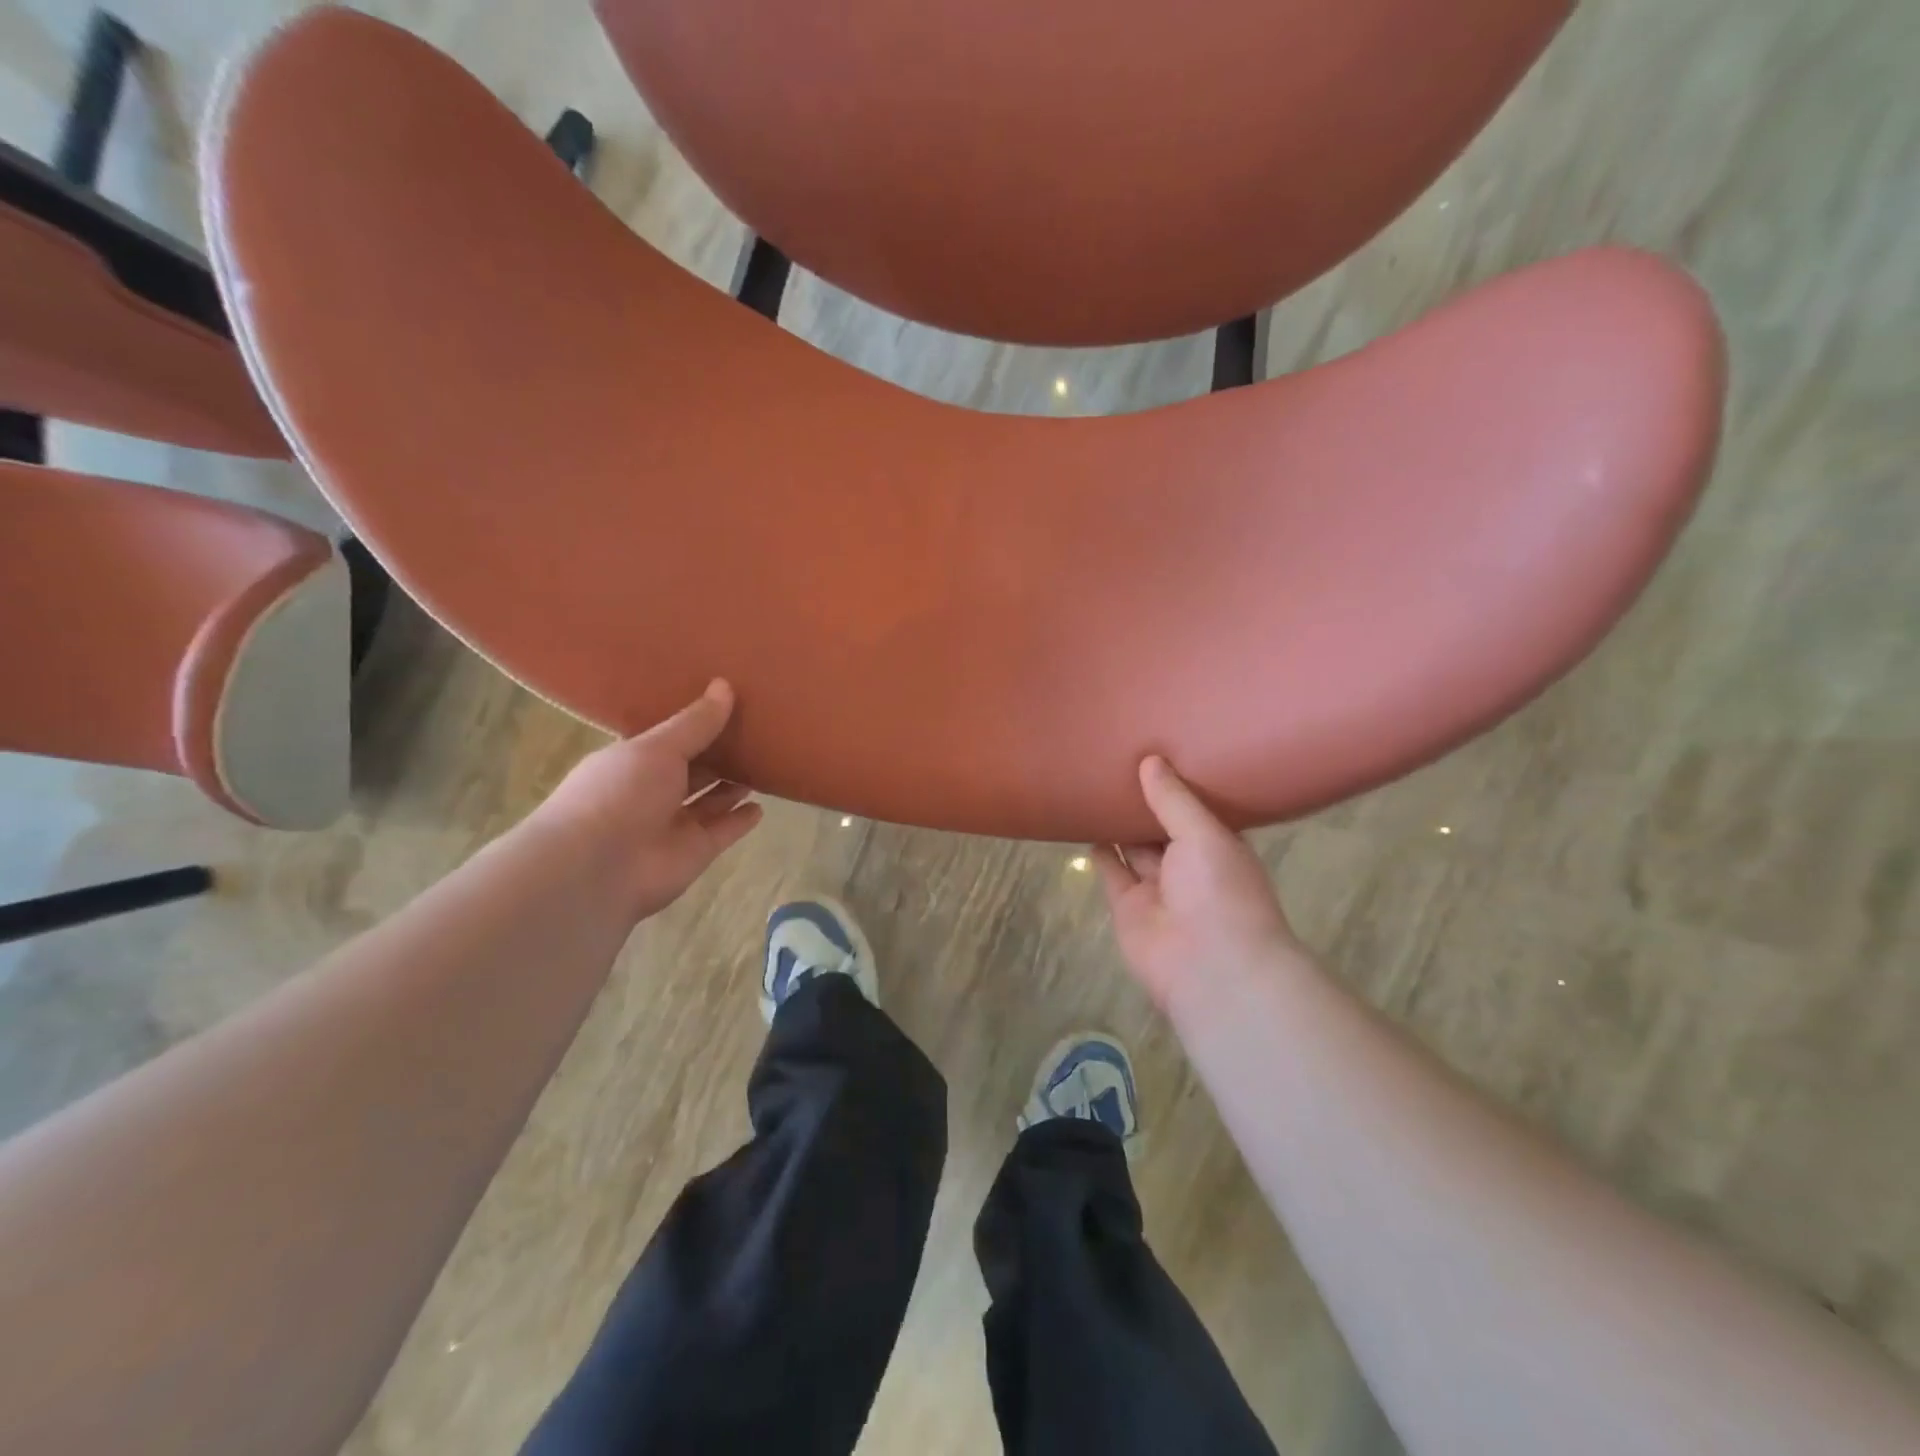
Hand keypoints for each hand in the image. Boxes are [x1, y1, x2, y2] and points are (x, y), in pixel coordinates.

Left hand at [531, 680, 762, 924]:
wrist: (597, 868)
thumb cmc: (619, 794)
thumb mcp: (657, 747)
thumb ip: (695, 723)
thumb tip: (725, 685)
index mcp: (634, 762)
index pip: (670, 740)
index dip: (695, 724)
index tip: (727, 703)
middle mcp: (653, 792)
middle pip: (693, 770)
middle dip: (719, 754)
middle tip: (756, 730)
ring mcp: (674, 824)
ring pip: (710, 801)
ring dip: (732, 786)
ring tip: (765, 763)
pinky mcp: (695, 852)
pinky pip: (724, 831)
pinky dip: (740, 820)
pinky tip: (761, 806)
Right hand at [1094, 756, 1303, 1008]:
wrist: (1210, 968)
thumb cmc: (1221, 892)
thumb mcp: (1204, 834)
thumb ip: (1173, 800)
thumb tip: (1150, 760)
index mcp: (1219, 847)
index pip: (1196, 809)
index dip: (1177, 784)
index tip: (1157, 749)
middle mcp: (1189, 866)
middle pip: (1161, 826)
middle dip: (1142, 800)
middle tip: (1117, 759)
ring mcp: (1157, 888)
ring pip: (1133, 847)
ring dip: (1117, 822)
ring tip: (1094, 783)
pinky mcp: (1126, 907)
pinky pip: (1110, 871)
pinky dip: (1098, 850)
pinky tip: (1082, 820)